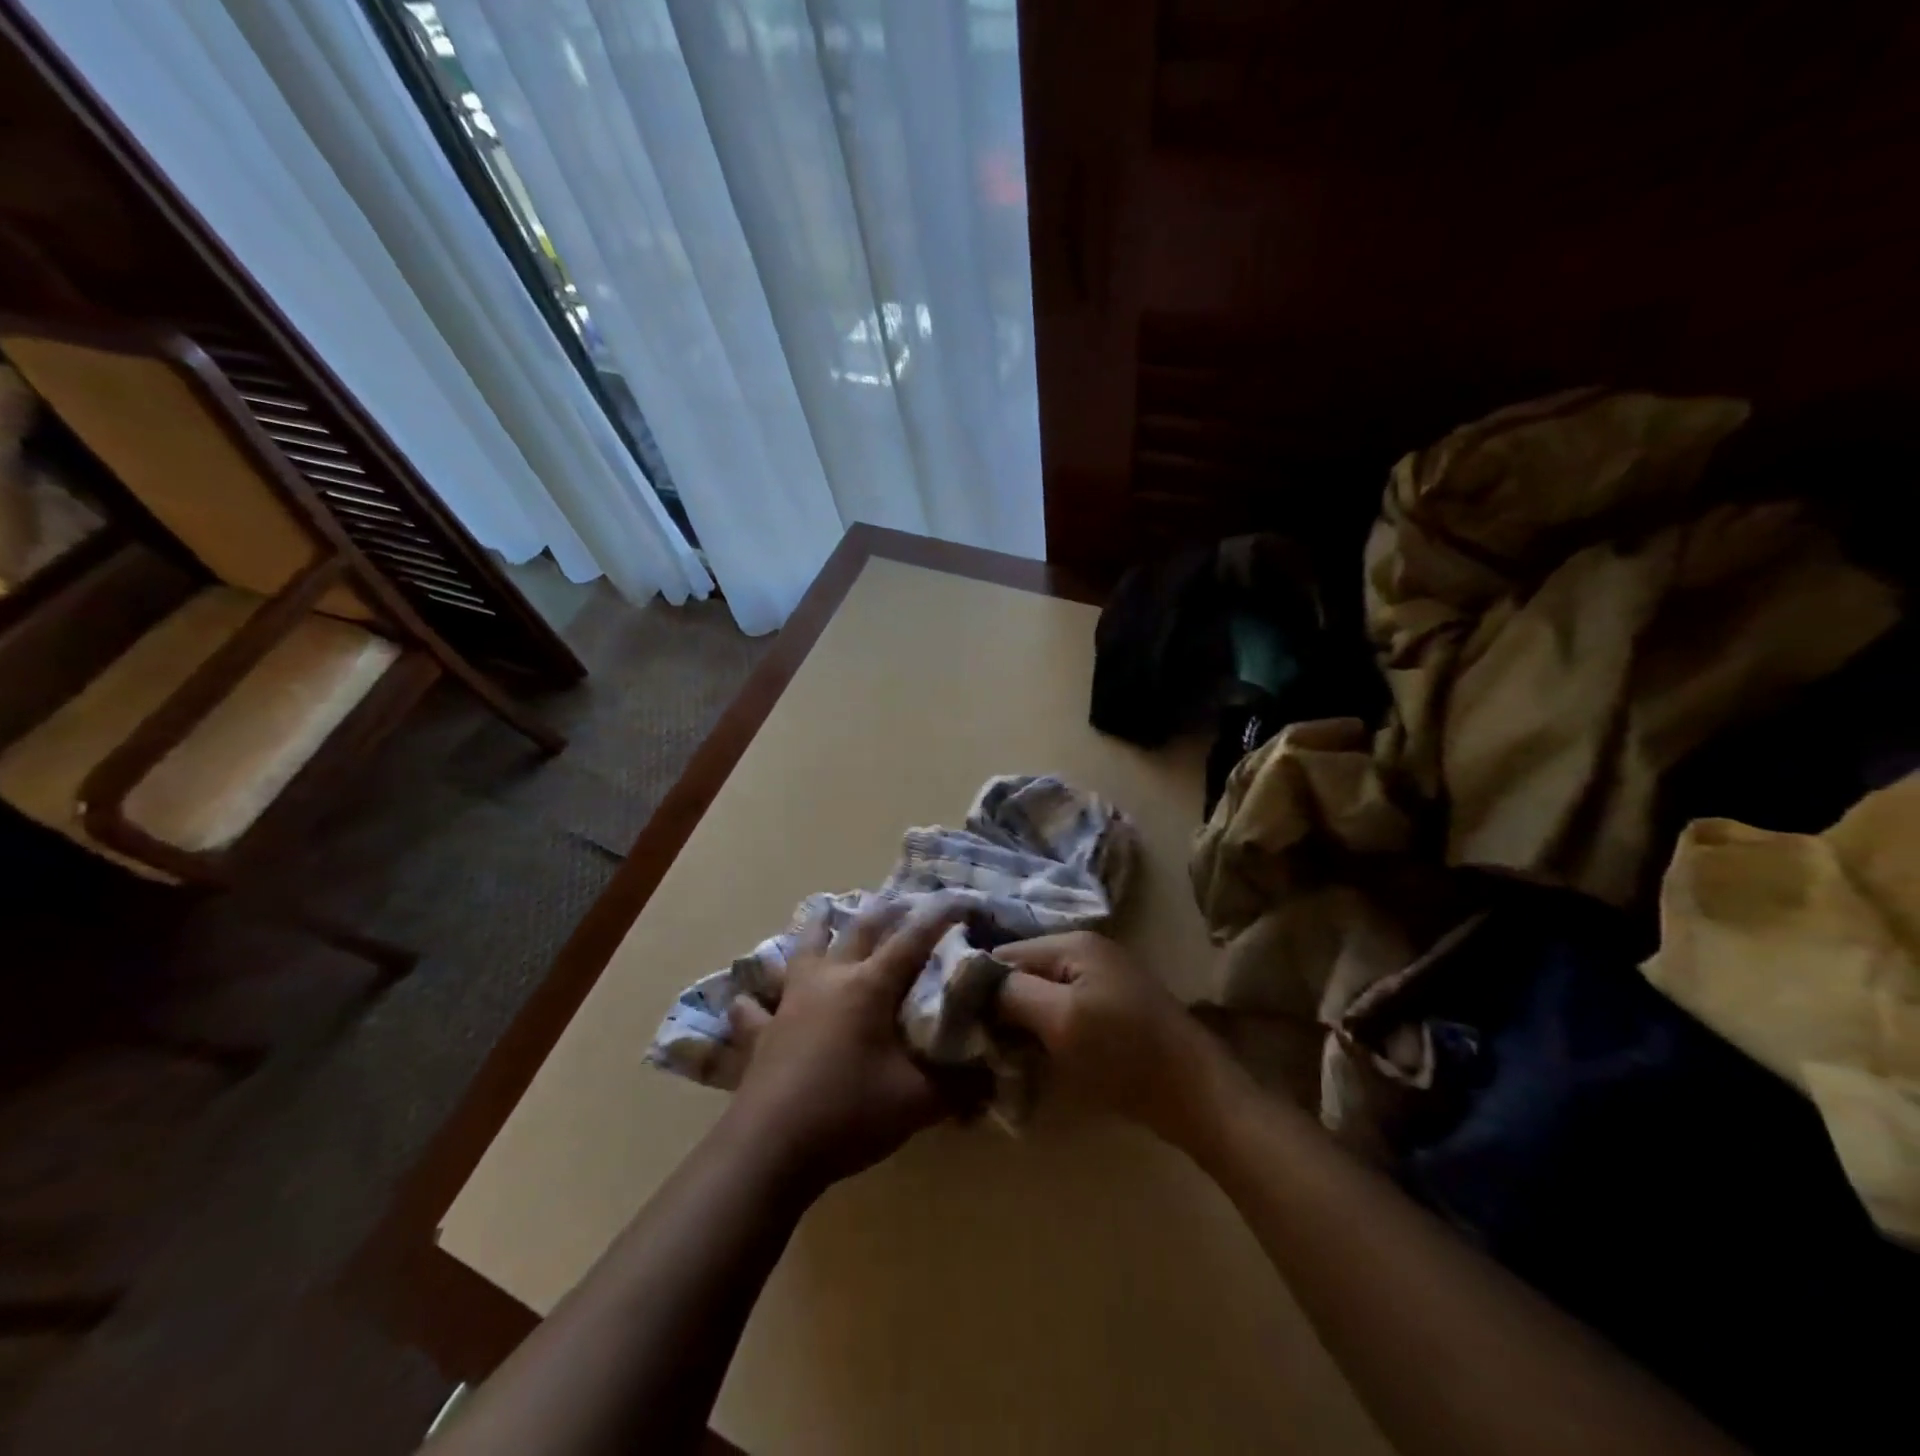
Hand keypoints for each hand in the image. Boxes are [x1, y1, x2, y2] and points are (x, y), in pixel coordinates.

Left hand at [721, 897, 964, 1190]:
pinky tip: (746, 999)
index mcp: (869, 987)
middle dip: (883, 913)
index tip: (958, 900)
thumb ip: (958, 1087)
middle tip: (899, 901)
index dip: (937, 919)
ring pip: (802, 950)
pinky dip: (753, 1000)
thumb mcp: (917, 1103)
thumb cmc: (849, 1113)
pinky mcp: (761, 1032)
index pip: (912, 941)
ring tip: (822, 913)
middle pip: (858, 932)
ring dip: (816, 930)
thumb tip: (990, 1080)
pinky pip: (753, 1008)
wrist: (771, 1148)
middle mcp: (829, 980)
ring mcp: (790, 1002)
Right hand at [995, 931, 1224, 1146]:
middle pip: (1023, 973)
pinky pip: (1062, 1013)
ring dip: (1020, 1024)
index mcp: (1073, 944)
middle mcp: (1085, 952)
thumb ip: (1013, 994)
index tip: (952, 1022)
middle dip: (998, 1006)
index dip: (976, 985)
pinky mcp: (1110, 1010)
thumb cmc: (1124, 1054)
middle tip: (973, 1045)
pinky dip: (1044, 1033)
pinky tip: (1031, 1059)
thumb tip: (972, 980)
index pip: (1005, 954)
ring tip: (996, 1056)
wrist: (1197, 1095)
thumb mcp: (1061, 1020)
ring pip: (1040, 996)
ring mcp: (1101, 981)